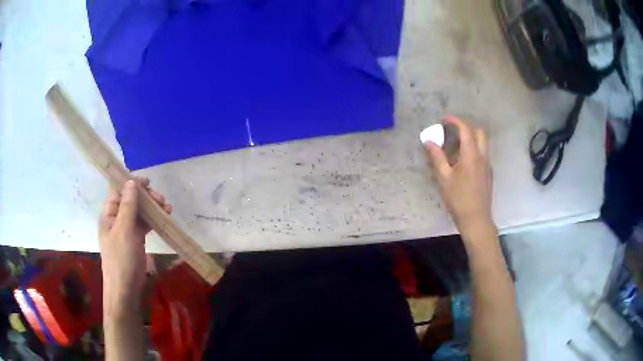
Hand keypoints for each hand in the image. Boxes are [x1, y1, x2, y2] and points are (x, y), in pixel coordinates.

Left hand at [98, 178, 171, 315]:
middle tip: (161, 199)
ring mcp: (126, 230)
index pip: (118, 190)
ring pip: (139, 211)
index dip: (131, 183)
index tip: (148, 182)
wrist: (126, 290)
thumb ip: (128, 205)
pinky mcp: (135, 239)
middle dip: (145, 196)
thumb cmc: (121, 259)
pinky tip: (164, 218)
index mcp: (109, 214)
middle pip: (130, 200)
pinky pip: (144, 224)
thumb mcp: (124, 230)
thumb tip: (131, 181)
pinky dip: (153, 220)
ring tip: (167, 208)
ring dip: (151, 207)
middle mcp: (116, 219)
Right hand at [424, 116, 493, 235]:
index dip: (455, 121)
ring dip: (471, 139)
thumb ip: (437, 157)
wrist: (476, 219)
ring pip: (482, 143)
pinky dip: (473, 150)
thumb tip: (429, 142)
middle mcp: (483, 156)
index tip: (444, 120)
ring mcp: (487, 165)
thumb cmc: (459, 199)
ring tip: (455, 147)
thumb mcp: (444, 178)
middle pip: (479, 132)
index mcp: (472, 155)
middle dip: (466, 127)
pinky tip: (462, 163)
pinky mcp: (488, 174)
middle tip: (452, 132)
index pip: (466, 130)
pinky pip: (482, 154)